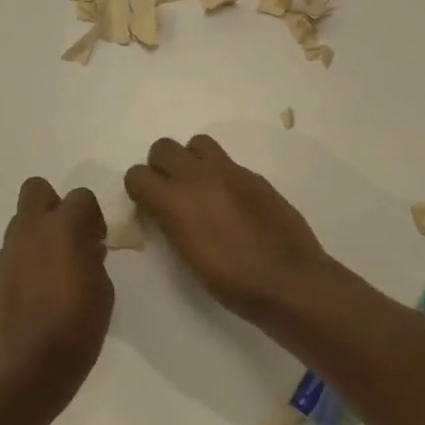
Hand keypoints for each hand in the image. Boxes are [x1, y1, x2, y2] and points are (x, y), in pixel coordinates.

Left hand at [0, 178, 114, 412]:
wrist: (30, 365)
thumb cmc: (78, 326)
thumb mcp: (103, 289)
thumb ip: (94, 258)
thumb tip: (87, 247)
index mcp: (63, 228)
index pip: (80, 196)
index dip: (92, 214)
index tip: (98, 240)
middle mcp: (31, 230)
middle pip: (37, 189)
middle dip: (55, 204)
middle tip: (70, 235)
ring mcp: (9, 251)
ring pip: (22, 219)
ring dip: (39, 231)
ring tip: (55, 265)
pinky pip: (14, 249)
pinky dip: (27, 256)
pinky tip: (39, 286)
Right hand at [124, 135, 332, 324]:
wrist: (287, 279)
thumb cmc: (232, 281)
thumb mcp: (187, 256)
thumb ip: (171, 223)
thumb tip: (165, 211)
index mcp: (174, 202)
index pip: (137, 175)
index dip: (139, 189)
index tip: (148, 204)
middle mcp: (197, 177)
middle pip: (162, 147)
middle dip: (161, 165)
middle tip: (172, 190)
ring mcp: (228, 171)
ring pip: (196, 143)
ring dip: (192, 159)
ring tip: (201, 186)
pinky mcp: (253, 175)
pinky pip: (227, 161)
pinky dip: (221, 173)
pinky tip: (232, 200)